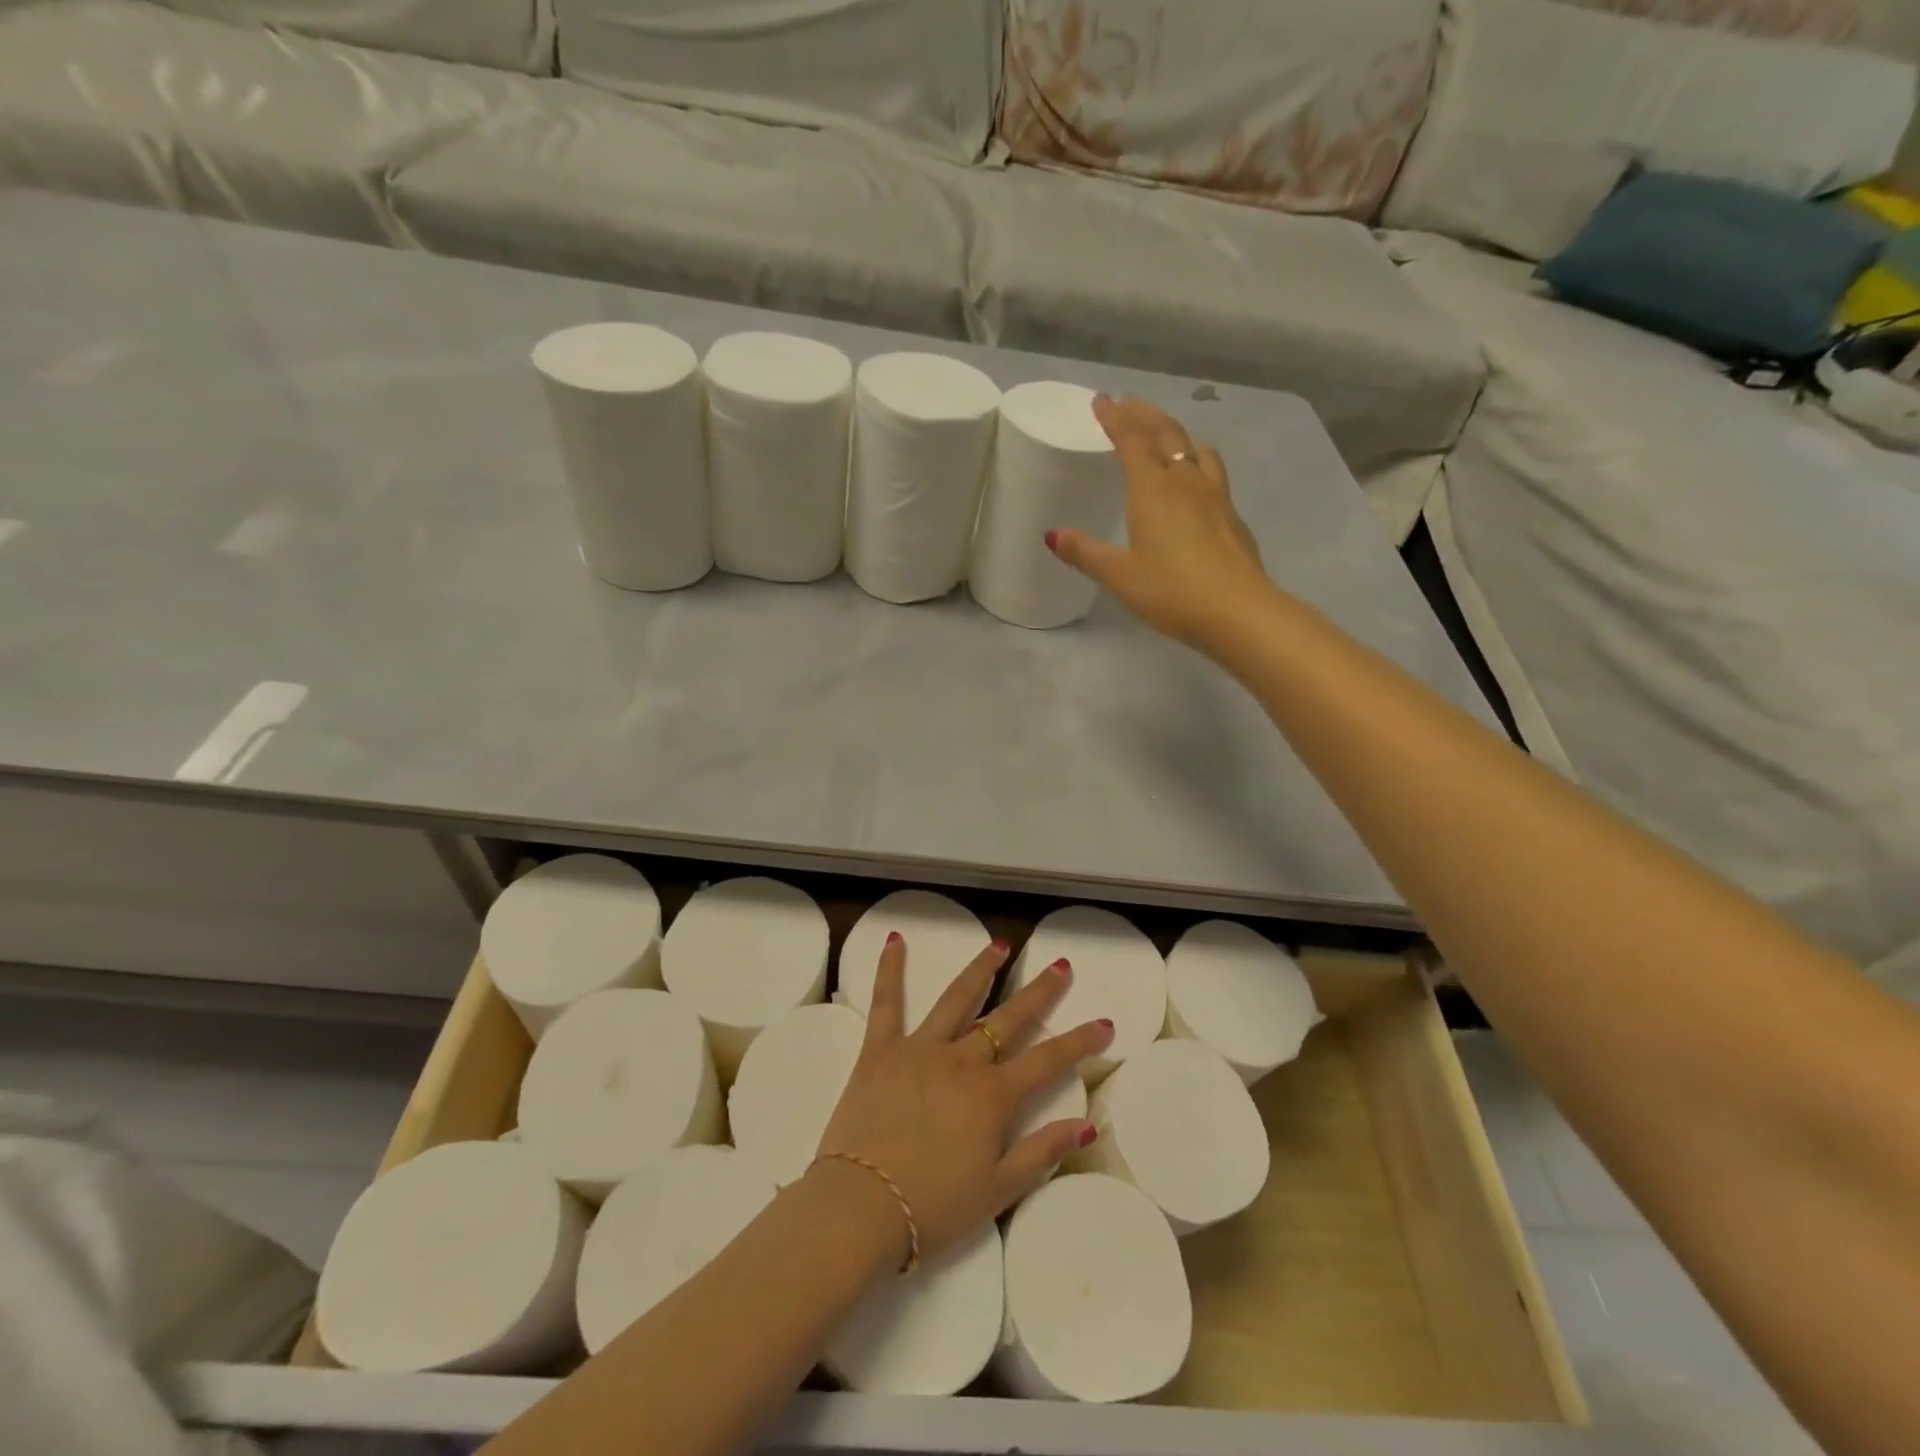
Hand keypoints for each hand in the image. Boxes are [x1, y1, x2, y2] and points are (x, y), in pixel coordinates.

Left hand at [812, 934, 1112, 1266]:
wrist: (860, 1207)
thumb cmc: (932, 1207)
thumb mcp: (998, 1191)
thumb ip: (1042, 1153)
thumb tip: (1087, 1124)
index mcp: (992, 1096)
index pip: (1047, 1061)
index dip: (1079, 1042)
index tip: (1104, 1023)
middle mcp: (961, 1061)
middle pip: (1007, 1019)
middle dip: (1038, 992)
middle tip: (1060, 965)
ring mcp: (919, 1049)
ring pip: (957, 999)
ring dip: (980, 969)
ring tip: (999, 945)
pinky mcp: (880, 1050)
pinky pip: (886, 1003)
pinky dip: (889, 969)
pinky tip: (895, 940)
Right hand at [1049, 393, 1271, 650]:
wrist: (1237, 610)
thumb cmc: (1171, 591)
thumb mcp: (1119, 575)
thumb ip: (1086, 553)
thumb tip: (1052, 535)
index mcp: (1152, 490)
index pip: (1132, 441)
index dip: (1115, 418)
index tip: (1101, 400)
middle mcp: (1185, 482)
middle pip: (1166, 433)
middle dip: (1144, 414)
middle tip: (1128, 403)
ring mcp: (1215, 496)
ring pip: (1195, 448)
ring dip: (1176, 433)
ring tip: (1165, 434)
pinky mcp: (1232, 515)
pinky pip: (1212, 471)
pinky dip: (1197, 460)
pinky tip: (1196, 478)